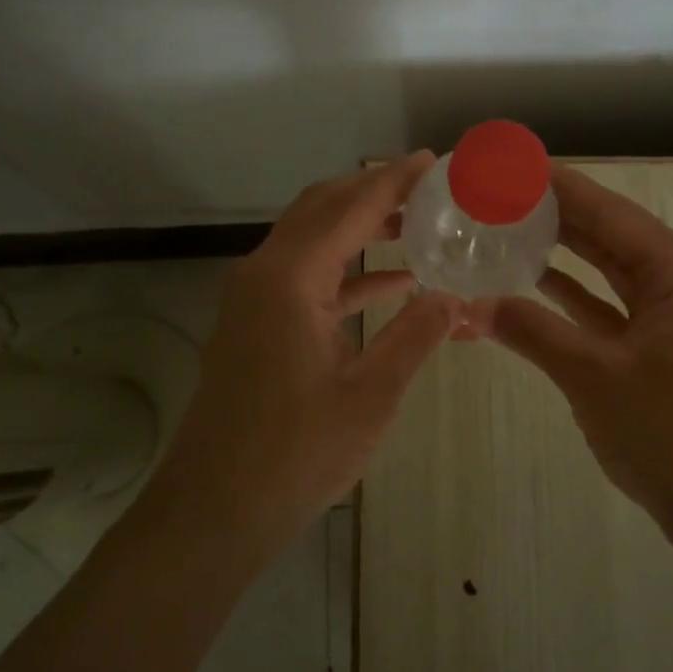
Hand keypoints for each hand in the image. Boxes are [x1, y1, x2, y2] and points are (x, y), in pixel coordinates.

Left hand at [155, 153, 464, 559]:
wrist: (214, 511)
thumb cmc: (295, 453)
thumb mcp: (371, 394)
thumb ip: (416, 335)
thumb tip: (457, 296)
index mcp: (289, 278)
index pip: (349, 208)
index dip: (393, 181)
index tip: (431, 160)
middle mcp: (264, 274)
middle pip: (322, 210)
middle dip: (373, 193)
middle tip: (427, 188)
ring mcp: (253, 300)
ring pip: (312, 242)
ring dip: (360, 230)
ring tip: (418, 226)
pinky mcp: (255, 326)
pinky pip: (306, 280)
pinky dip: (347, 273)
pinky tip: (392, 283)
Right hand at [487, 164, 672, 535]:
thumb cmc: (671, 436)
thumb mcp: (594, 377)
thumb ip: (532, 331)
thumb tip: (473, 304)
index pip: (610, 212)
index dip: (559, 185)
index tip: (513, 164)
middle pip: (609, 234)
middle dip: (555, 214)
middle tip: (499, 193)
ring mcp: (671, 315)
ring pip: (607, 269)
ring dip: (561, 252)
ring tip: (506, 226)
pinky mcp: (658, 346)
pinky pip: (608, 305)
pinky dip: (572, 294)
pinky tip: (530, 281)